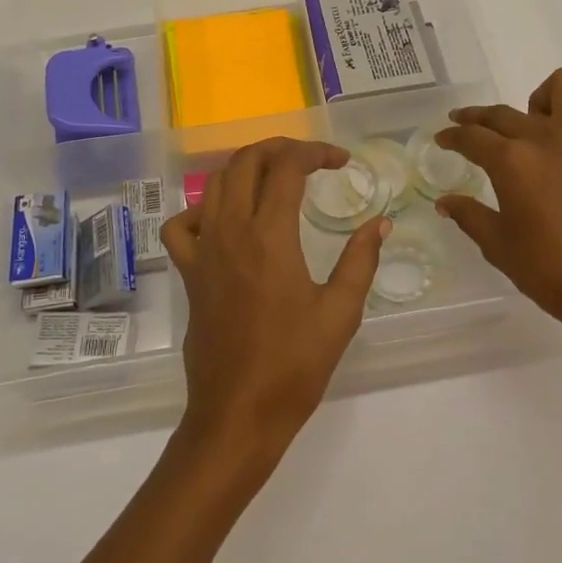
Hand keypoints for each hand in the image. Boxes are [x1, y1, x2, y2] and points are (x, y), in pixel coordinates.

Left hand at [161, 138, 387, 467]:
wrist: (238, 414)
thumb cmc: (294, 366)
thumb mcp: (340, 313)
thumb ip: (360, 260)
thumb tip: (380, 223)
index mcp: (269, 236)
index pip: (287, 168)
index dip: (316, 152)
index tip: (341, 161)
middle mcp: (230, 232)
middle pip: (245, 161)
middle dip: (280, 148)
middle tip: (310, 159)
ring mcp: (203, 251)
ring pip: (215, 184)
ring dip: (246, 167)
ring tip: (276, 177)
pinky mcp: (189, 273)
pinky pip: (182, 226)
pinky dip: (202, 209)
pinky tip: (225, 220)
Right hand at [435, 68, 561, 380]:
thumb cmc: (551, 272)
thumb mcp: (499, 246)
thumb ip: (469, 216)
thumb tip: (445, 202)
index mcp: (512, 161)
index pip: (471, 136)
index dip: (452, 136)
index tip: (442, 139)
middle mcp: (547, 139)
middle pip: (504, 113)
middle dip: (478, 118)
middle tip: (467, 129)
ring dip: (543, 98)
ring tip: (534, 123)